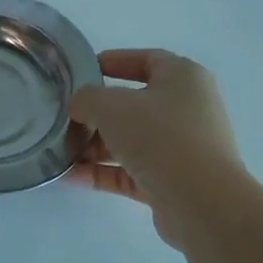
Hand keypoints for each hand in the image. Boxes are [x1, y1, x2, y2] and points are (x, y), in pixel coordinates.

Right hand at [67, 49, 240, 249]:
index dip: (113, 61)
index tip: (81, 72)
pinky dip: (103, 172)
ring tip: (61, 152)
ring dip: (95, 146)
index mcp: (183, 78)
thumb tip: (79, 108)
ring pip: (131, 140)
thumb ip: (86, 99)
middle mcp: (187, 109)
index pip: (145, 60)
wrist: (201, 201)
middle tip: (66, 118)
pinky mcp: (173, 181)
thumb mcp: (111, 106)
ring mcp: (182, 147)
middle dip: (96, 113)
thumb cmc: (159, 136)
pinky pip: (131, 171)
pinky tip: (71, 176)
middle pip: (133, 104)